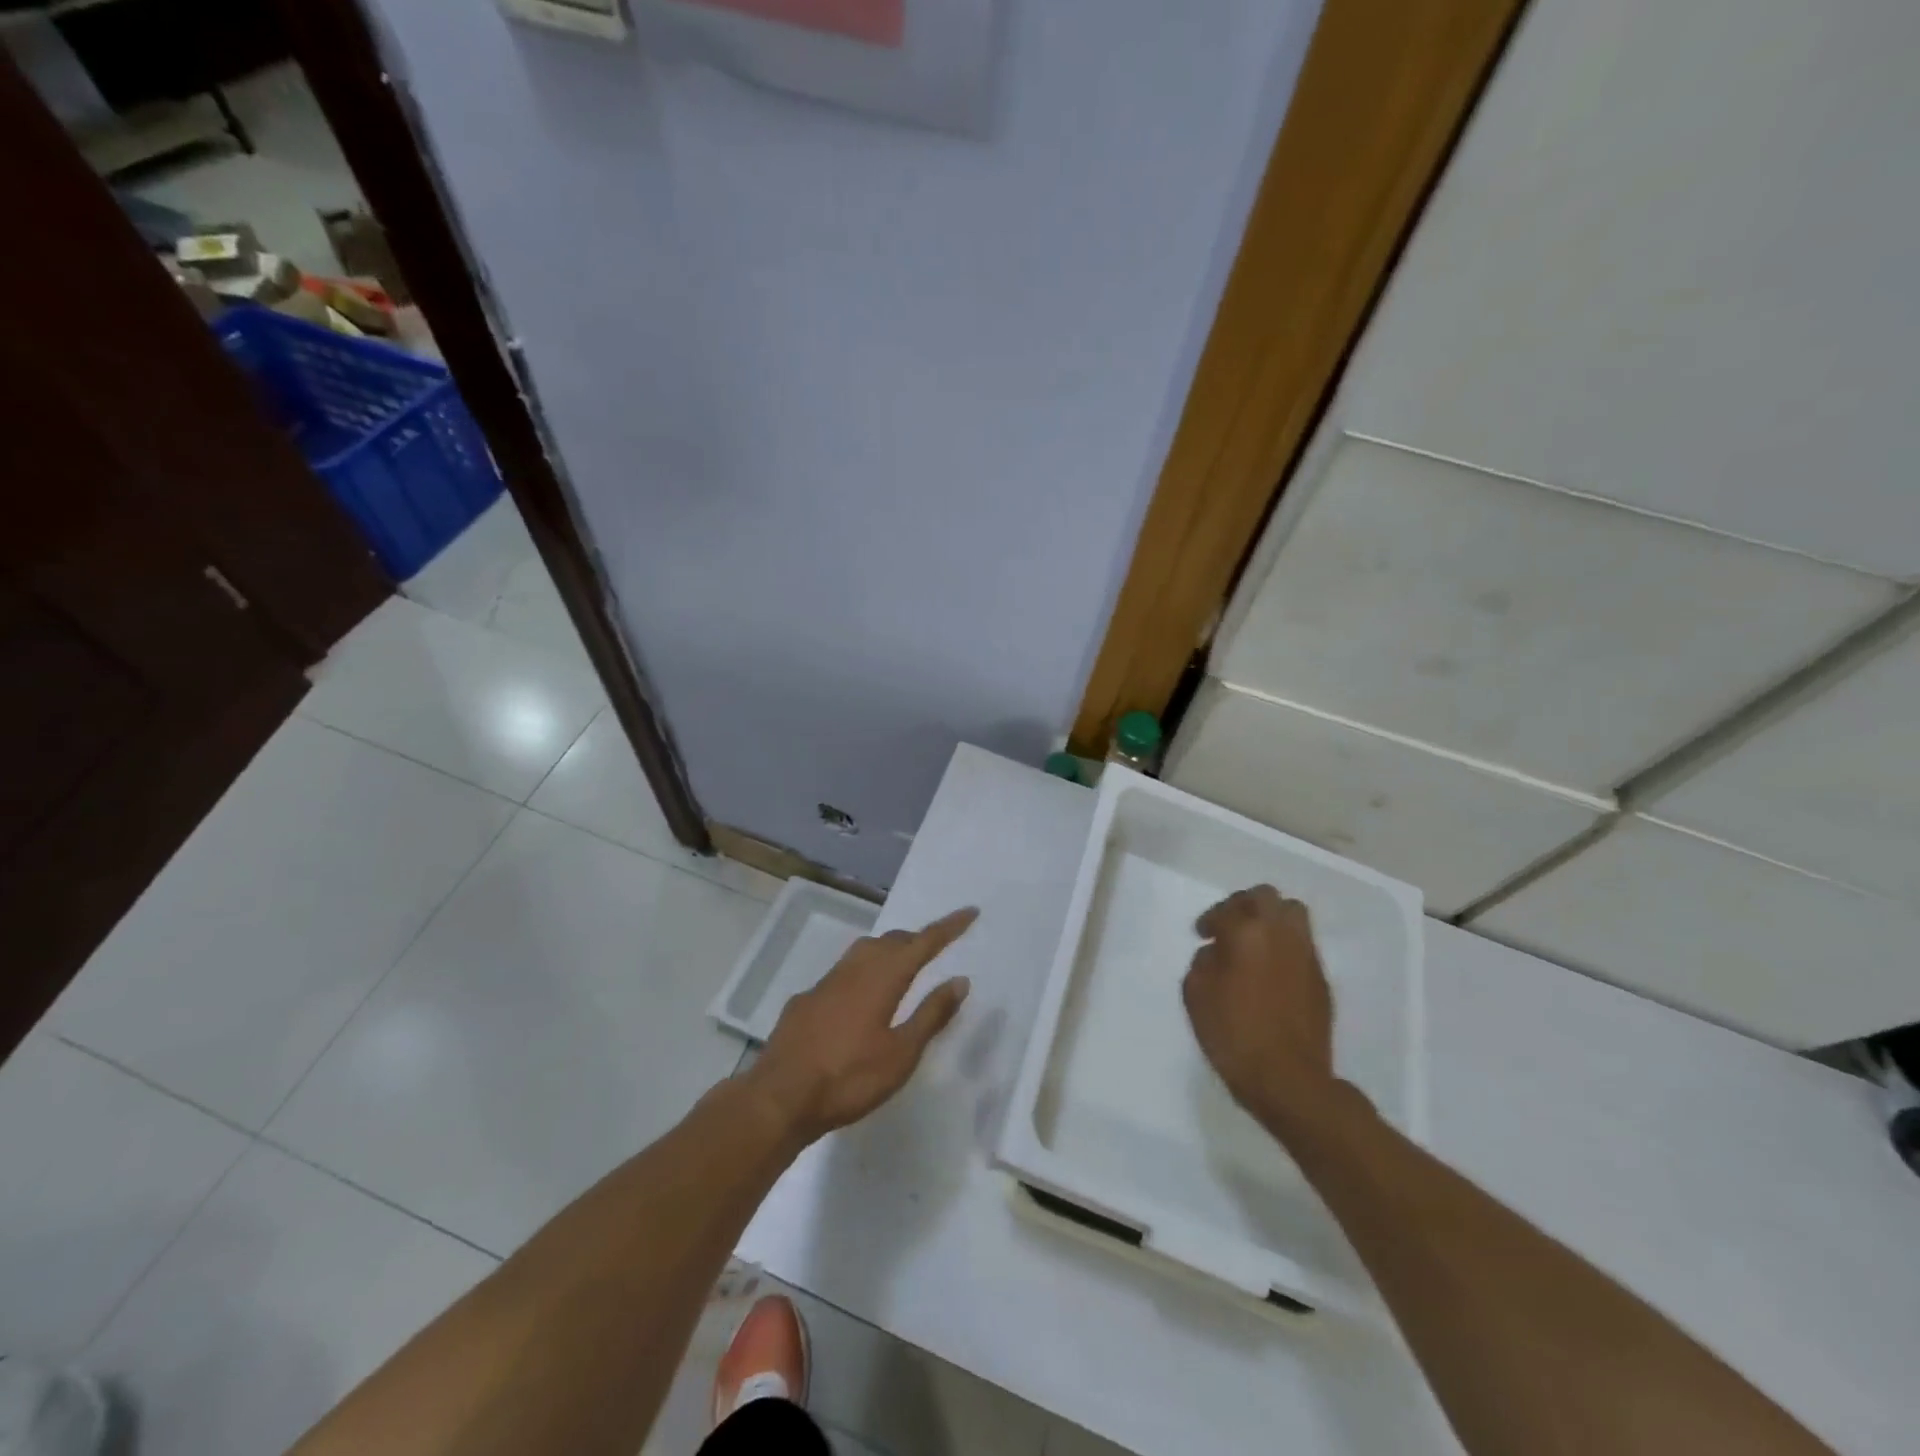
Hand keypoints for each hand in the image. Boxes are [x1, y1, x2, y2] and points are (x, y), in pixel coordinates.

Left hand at [747, 907, 977, 1145]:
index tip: (970, 912)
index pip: (924, 943)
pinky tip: (859, 997)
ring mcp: (825, 982)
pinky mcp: (806, 1000)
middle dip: (917, 938)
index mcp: (883, 978)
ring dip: (888, 950)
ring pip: (864, 952)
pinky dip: (862, 972)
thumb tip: (959, 980)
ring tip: (903, 964)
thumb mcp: (901, 1053)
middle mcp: (854, 969)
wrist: (779, 1098)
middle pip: (892, 941)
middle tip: (937, 944)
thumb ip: (931, 1014)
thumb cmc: (849, 1078)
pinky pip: (842, 973)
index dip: (948, 927)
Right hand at [1183, 885, 1338, 1127]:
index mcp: (1247, 933)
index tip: (1201, 933)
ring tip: (1254, 942)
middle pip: (1266, 897)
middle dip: (1244, 905)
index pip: (1227, 910)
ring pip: (1293, 914)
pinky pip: (1303, 944)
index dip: (1210, 919)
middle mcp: (1281, 934)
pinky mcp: (1321, 979)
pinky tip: (1270, 969)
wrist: (1288, 1079)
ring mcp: (1306, 955)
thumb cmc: (1233, 1034)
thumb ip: (1203, 962)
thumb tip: (1216, 953)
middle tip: (1229, 924)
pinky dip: (1285, 945)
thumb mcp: (1196, 994)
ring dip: (1270, 919)